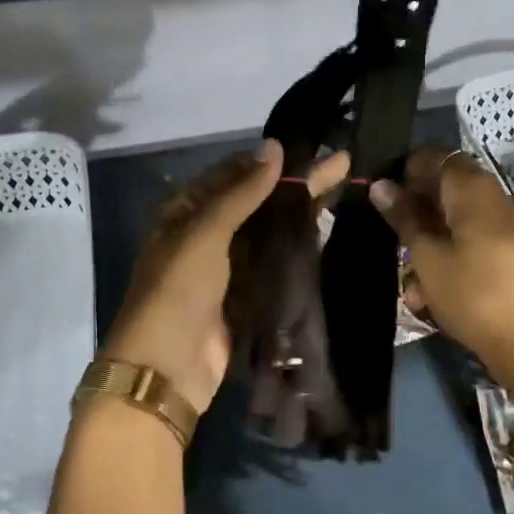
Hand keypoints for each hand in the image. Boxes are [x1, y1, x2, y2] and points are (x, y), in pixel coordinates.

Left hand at [103, 140, 349, 413]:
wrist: (168, 368)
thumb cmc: (178, 291)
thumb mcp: (204, 233)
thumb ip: (241, 193)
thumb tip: (273, 147)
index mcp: (187, 211)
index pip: (233, 173)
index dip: (268, 160)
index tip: (309, 146)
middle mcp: (208, 233)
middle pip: (258, 199)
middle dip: (296, 181)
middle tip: (341, 162)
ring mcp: (230, 265)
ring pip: (271, 229)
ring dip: (302, 210)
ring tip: (344, 188)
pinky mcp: (249, 293)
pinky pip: (277, 260)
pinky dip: (299, 245)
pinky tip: (328, 230)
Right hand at [369, 148, 513, 375]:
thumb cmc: (474, 295)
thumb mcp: (428, 258)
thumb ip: (405, 219)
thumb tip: (382, 185)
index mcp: (475, 190)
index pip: (440, 157)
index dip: (409, 169)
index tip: (386, 195)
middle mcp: (498, 200)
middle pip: (451, 189)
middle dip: (419, 211)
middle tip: (395, 239)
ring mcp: (512, 229)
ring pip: (462, 222)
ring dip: (433, 244)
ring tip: (413, 286)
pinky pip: (479, 245)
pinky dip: (455, 260)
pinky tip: (437, 296)